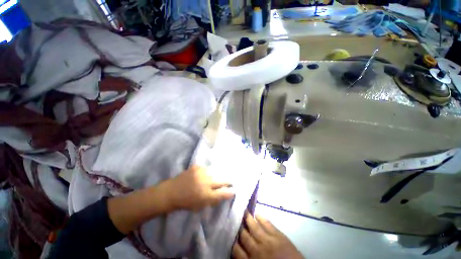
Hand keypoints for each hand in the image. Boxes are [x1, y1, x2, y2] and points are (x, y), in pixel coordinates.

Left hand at [163, 165, 234, 210]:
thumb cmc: (186, 202)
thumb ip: (214, 199)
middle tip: (230, 181)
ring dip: (220, 174)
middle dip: (228, 180)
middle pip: (223, 179)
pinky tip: (210, 173)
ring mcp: (201, 172)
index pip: (224, 192)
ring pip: (217, 172)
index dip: (231, 191)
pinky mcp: (197, 166)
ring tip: (221, 176)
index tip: (234, 189)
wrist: (171, 192)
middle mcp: (206, 182)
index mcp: (206, 195)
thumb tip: (226, 193)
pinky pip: (208, 168)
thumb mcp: (201, 205)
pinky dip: (211, 171)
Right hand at [232, 212, 303, 258]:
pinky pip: (267, 223)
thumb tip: (238, 250)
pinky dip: (261, 217)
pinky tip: (257, 213)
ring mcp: (268, 241)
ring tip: (242, 209)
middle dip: (238, 225)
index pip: (235, 249)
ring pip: (253, 226)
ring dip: (247, 218)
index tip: (229, 231)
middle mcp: (256, 250)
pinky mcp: (278, 235)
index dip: (231, 239)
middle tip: (233, 216)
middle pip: (243, 235)